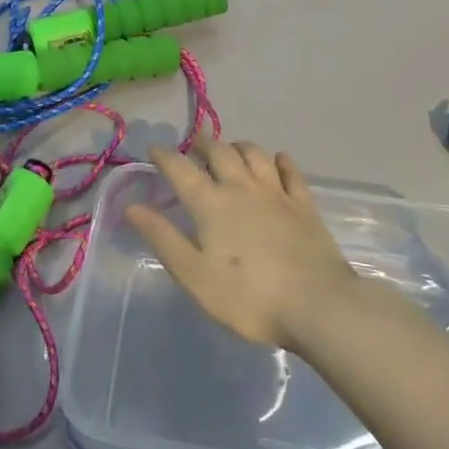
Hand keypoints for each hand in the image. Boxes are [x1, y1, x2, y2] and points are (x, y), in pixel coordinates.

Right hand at [126, 141, 357, 349]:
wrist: (317, 305)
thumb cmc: (248, 296)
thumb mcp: (194, 275)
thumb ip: (162, 237)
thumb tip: (131, 206)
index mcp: (211, 203)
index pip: (181, 169)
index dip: (164, 156)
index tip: (154, 149)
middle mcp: (242, 187)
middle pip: (220, 152)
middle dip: (203, 144)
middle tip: (194, 144)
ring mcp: (276, 193)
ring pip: (254, 154)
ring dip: (238, 146)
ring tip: (230, 149)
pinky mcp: (304, 205)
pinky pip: (290, 171)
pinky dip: (279, 160)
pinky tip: (277, 160)